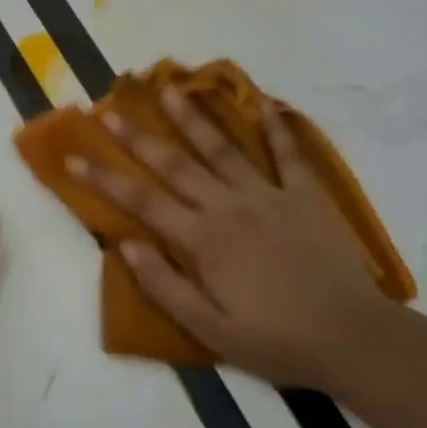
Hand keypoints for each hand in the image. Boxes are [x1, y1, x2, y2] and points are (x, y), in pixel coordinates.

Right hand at [68, 85, 393, 386]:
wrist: (353, 338)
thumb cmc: (277, 339)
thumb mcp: (211, 330)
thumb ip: (165, 286)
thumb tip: (126, 244)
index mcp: (203, 240)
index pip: (141, 201)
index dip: (103, 178)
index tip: (73, 157)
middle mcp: (229, 207)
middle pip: (175, 164)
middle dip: (138, 137)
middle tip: (110, 109)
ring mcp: (269, 195)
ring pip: (222, 148)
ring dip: (193, 117)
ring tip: (169, 88)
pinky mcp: (305, 195)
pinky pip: (288, 153)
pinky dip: (276, 127)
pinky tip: (263, 101)